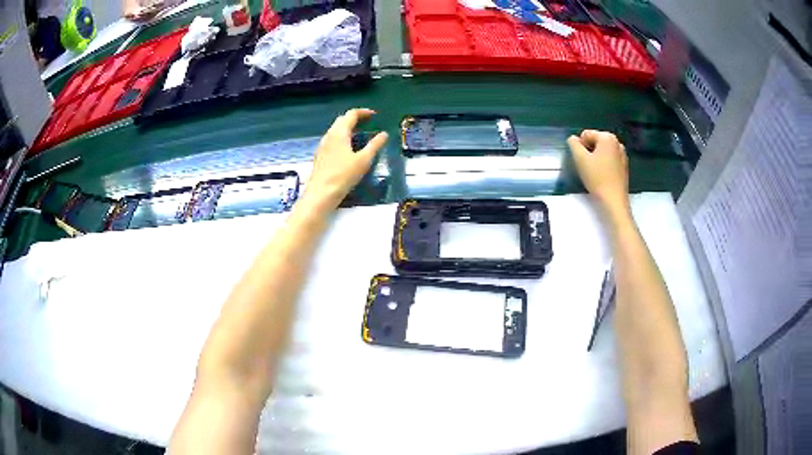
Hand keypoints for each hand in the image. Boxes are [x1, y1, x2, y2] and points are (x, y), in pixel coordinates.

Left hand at [304, 109, 388, 209]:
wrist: (321, 194)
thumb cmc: (343, 176)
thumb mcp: (363, 160)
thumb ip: (375, 145)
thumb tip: (384, 134)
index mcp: (339, 132)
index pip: (351, 114)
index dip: (363, 112)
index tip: (374, 115)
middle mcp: (329, 135)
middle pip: (342, 120)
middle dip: (355, 118)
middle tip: (367, 123)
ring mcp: (323, 146)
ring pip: (335, 130)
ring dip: (347, 128)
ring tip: (359, 135)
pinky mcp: (320, 156)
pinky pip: (332, 140)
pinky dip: (342, 138)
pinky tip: (347, 149)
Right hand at [567, 130, 629, 215]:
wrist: (613, 200)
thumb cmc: (597, 178)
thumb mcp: (580, 159)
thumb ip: (573, 144)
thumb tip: (572, 139)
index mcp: (607, 137)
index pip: (585, 134)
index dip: (580, 147)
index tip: (582, 161)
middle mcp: (617, 142)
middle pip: (595, 141)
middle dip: (588, 151)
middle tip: (587, 166)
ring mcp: (622, 154)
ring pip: (602, 151)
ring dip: (595, 158)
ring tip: (594, 172)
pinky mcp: (624, 166)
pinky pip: (609, 159)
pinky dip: (603, 164)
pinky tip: (602, 176)